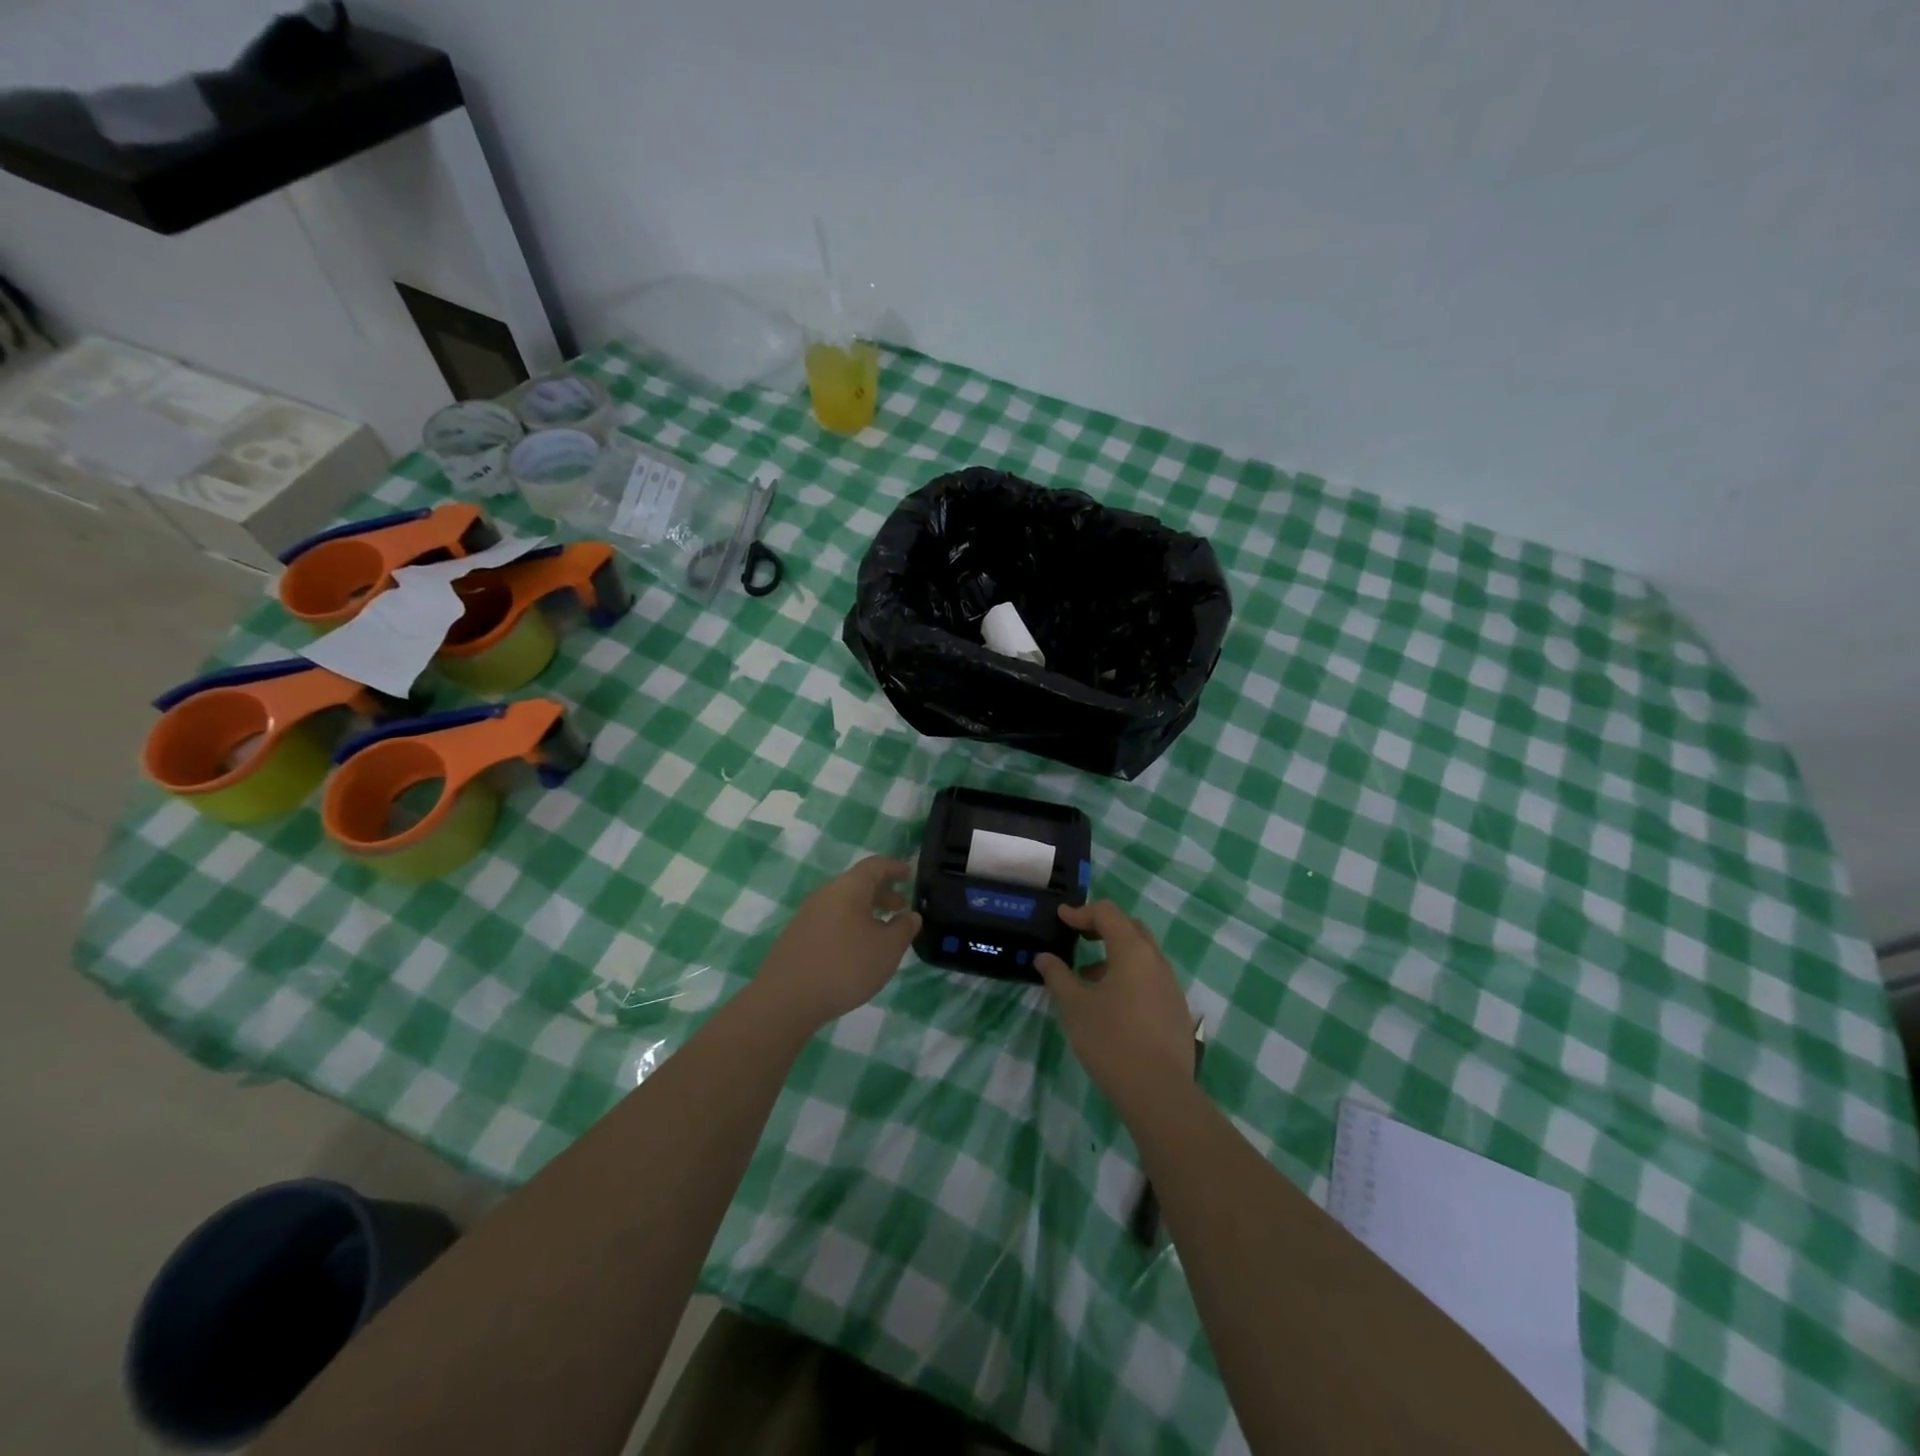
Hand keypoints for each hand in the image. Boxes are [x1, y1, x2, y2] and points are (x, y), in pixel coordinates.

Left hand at [751, 857, 921, 1031]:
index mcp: (849, 888)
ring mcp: (807, 915)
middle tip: (901, 906)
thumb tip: (910, 915)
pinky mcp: (797, 936)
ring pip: (843, 904)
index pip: (875, 865)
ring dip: (865, 911)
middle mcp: (826, 894)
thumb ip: (904, 928)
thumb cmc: (845, 966)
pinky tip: (855, 950)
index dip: (895, 867)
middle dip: (882, 892)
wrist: (787, 999)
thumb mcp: (887, 949)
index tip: (910, 874)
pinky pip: (830, 920)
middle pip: (857, 884)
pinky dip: (849, 925)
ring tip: (881, 931)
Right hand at [1035, 901, 1192, 1111]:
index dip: (1082, 912)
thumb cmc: (1110, 1040)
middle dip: (1103, 927)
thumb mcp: (1075, 1006)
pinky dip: (1129, 976)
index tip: (1061, 918)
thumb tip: (1044, 958)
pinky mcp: (1176, 1009)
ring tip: (1088, 976)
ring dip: (1115, 954)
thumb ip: (1058, 976)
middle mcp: (1157, 961)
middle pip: (1130, 928)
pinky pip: (1151, 978)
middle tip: (1078, 936)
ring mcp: (1171, 986)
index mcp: (1133, 951)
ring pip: (1143, 955)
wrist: (1158, 1092)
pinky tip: (1112, 1003)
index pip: (1108, 913)